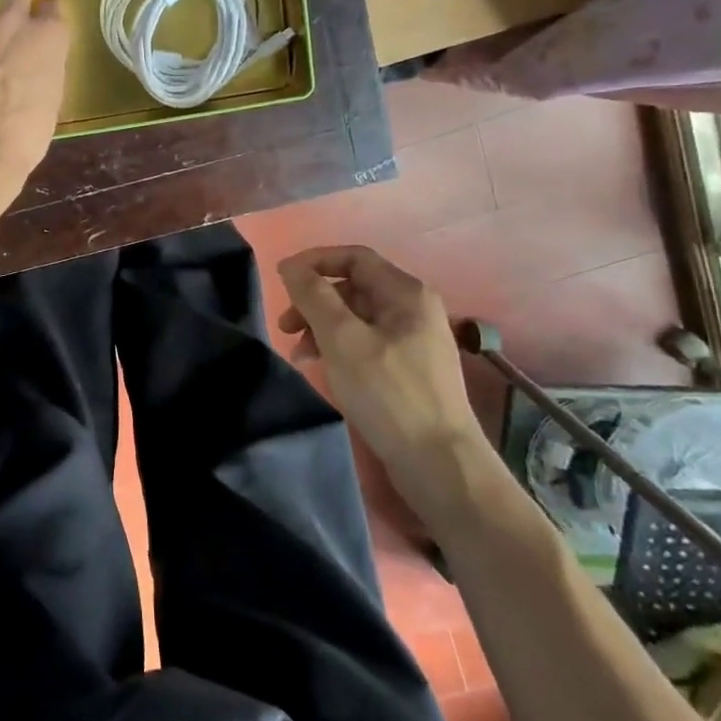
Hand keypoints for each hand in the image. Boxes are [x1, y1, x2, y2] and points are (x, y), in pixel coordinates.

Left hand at [0, 0, 69, 206]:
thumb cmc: (26, 134)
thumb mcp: (51, 99)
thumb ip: (44, 68)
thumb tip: (32, 64)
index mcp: (48, 37)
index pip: (52, 9)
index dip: (46, 19)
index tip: (42, 31)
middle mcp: (13, 22)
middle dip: (15, 1)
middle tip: (11, 27)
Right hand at [276, 246, 490, 515]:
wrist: (438, 463)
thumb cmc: (389, 393)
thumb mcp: (343, 339)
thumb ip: (314, 297)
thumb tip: (291, 266)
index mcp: (406, 293)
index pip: (353, 257)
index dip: (314, 262)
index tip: (281, 281)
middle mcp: (414, 308)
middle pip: (353, 286)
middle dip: (314, 300)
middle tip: (285, 327)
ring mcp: (413, 339)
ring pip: (356, 316)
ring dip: (321, 326)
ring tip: (299, 354)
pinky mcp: (408, 367)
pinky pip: (365, 341)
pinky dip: (338, 346)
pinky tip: (322, 367)